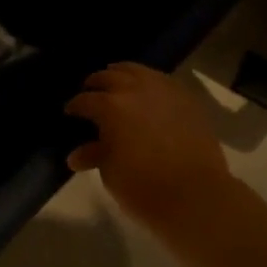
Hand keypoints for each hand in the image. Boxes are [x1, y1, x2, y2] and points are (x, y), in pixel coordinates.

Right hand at [64, 63, 234, 229]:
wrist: (196, 195)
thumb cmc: (143, 187)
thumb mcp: (110, 172)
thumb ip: (95, 155)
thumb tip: (77, 154)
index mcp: (110, 106)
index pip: (85, 100)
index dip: (75, 106)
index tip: (70, 112)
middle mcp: (135, 90)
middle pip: (110, 76)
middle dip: (96, 84)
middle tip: (91, 93)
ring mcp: (164, 90)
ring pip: (137, 71)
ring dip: (122, 75)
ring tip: (117, 84)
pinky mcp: (187, 99)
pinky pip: (162, 81)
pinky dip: (149, 83)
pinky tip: (147, 94)